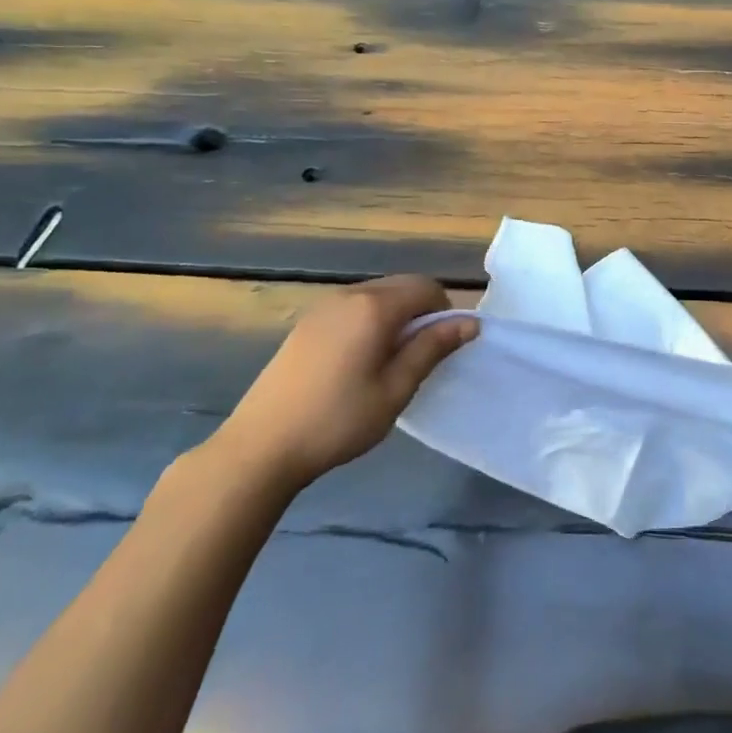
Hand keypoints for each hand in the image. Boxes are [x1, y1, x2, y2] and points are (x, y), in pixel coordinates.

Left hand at [210, 276, 476, 493]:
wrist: (261, 446)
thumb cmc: (338, 420)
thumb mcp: (395, 390)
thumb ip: (432, 349)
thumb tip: (470, 323)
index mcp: (375, 306)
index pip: (427, 288)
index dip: (444, 313)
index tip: (439, 351)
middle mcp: (350, 294)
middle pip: (402, 286)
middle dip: (420, 312)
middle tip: (416, 359)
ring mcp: (324, 306)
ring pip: (377, 294)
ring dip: (394, 316)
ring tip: (387, 363)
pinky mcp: (306, 322)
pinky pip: (353, 306)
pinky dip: (369, 321)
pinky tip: (356, 362)